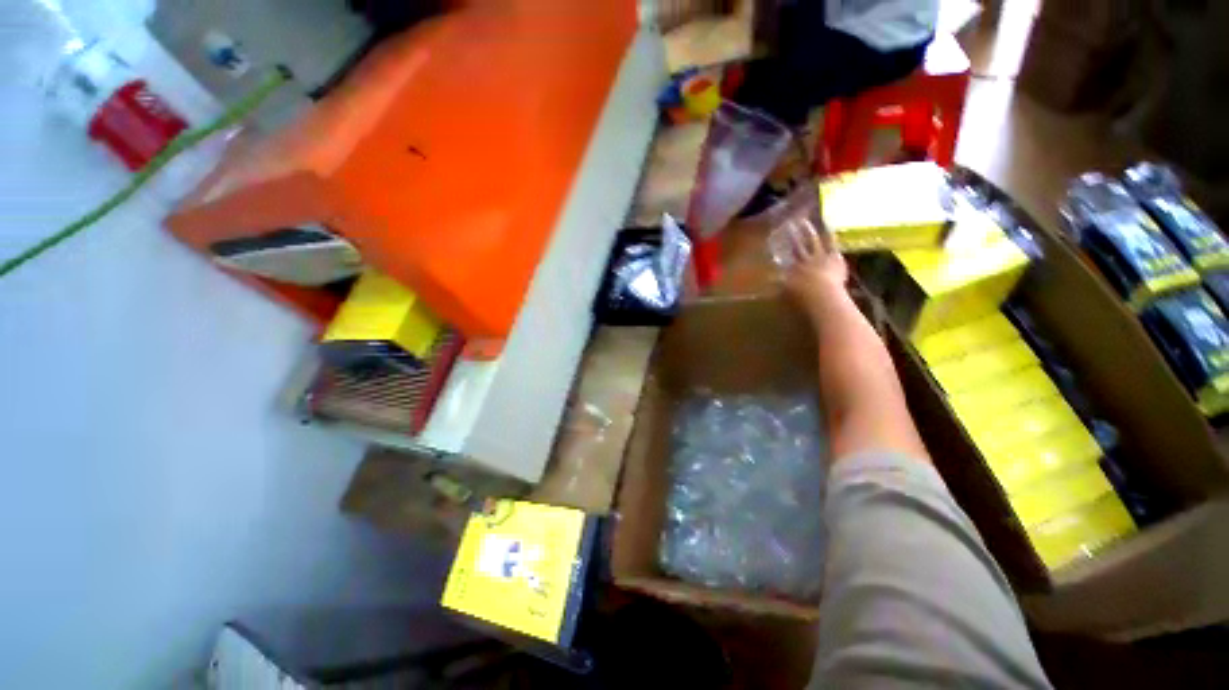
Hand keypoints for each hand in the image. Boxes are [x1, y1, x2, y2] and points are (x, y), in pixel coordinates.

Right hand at [783, 220, 847, 313]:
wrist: (820, 294)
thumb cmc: (801, 298)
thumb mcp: (785, 294)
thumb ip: (778, 287)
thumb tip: (768, 279)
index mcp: (790, 270)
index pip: (784, 259)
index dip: (779, 250)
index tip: (775, 242)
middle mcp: (802, 260)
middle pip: (796, 246)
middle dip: (792, 236)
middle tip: (788, 225)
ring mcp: (818, 257)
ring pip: (811, 241)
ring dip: (807, 231)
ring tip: (804, 222)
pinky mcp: (833, 257)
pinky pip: (831, 244)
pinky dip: (830, 235)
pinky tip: (829, 226)